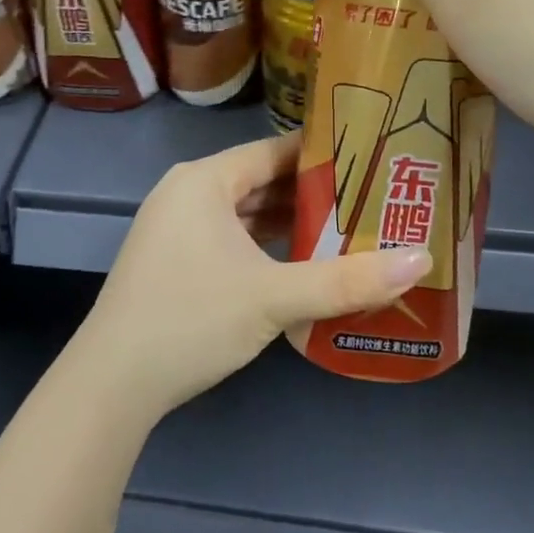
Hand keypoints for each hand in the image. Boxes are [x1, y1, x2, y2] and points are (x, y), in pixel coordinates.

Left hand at [68, 134, 430, 418]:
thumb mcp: (274, 298)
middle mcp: (187, 194)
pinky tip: (301, 264)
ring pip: (245, 214)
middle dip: (314, 193)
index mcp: (204, 181)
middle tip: (372, 199)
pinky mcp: (174, 262)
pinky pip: (230, 240)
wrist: (112, 382)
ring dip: (290, 224)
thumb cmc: (191, 320)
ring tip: (349, 230)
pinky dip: (264, 247)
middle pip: (261, 181)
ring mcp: (176, 230)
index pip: (275, 151)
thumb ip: (346, 280)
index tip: (374, 159)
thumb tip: (421, 260)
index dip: (325, 155)